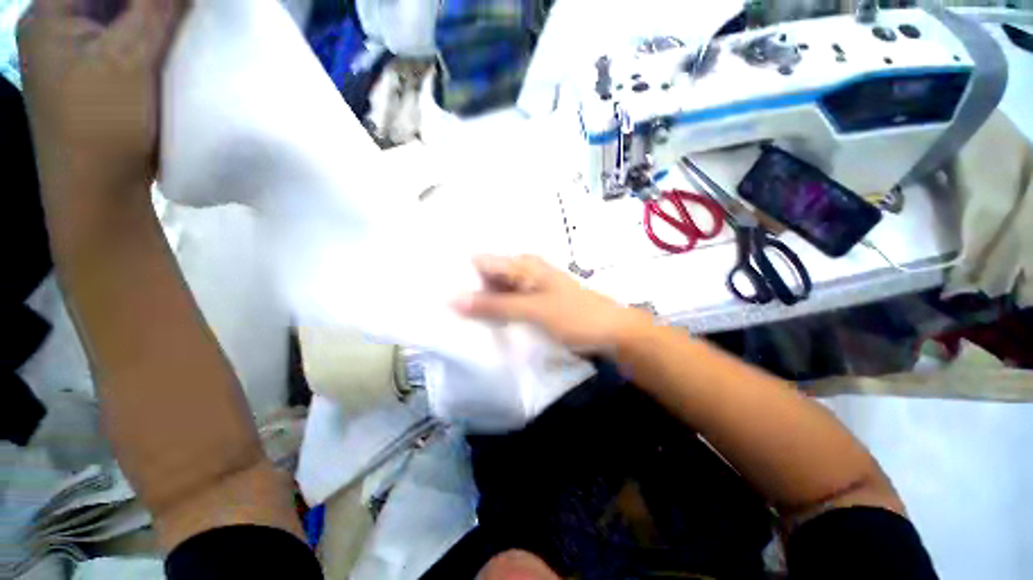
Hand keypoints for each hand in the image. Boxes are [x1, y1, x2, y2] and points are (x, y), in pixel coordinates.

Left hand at [18, 0, 183, 192]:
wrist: (99, 191)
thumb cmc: (101, 125)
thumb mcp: (128, 60)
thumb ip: (155, 10)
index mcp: (49, 14)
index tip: (174, 6)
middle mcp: (56, 27)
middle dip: (144, 3)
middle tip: (180, 12)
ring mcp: (73, 53)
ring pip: (115, 14)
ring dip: (147, 16)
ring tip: (177, 25)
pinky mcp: (92, 76)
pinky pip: (120, 38)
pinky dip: (144, 34)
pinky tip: (165, 43)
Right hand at [455, 255, 652, 352]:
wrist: (612, 332)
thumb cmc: (575, 316)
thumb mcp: (532, 310)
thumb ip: (494, 305)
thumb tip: (452, 298)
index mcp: (522, 265)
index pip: (480, 262)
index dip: (458, 273)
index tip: (434, 290)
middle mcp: (523, 272)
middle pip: (486, 277)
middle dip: (467, 291)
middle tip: (441, 311)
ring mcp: (529, 288)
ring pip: (496, 292)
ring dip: (481, 304)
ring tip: (454, 320)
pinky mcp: (535, 304)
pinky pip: (508, 304)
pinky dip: (496, 312)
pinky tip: (482, 325)